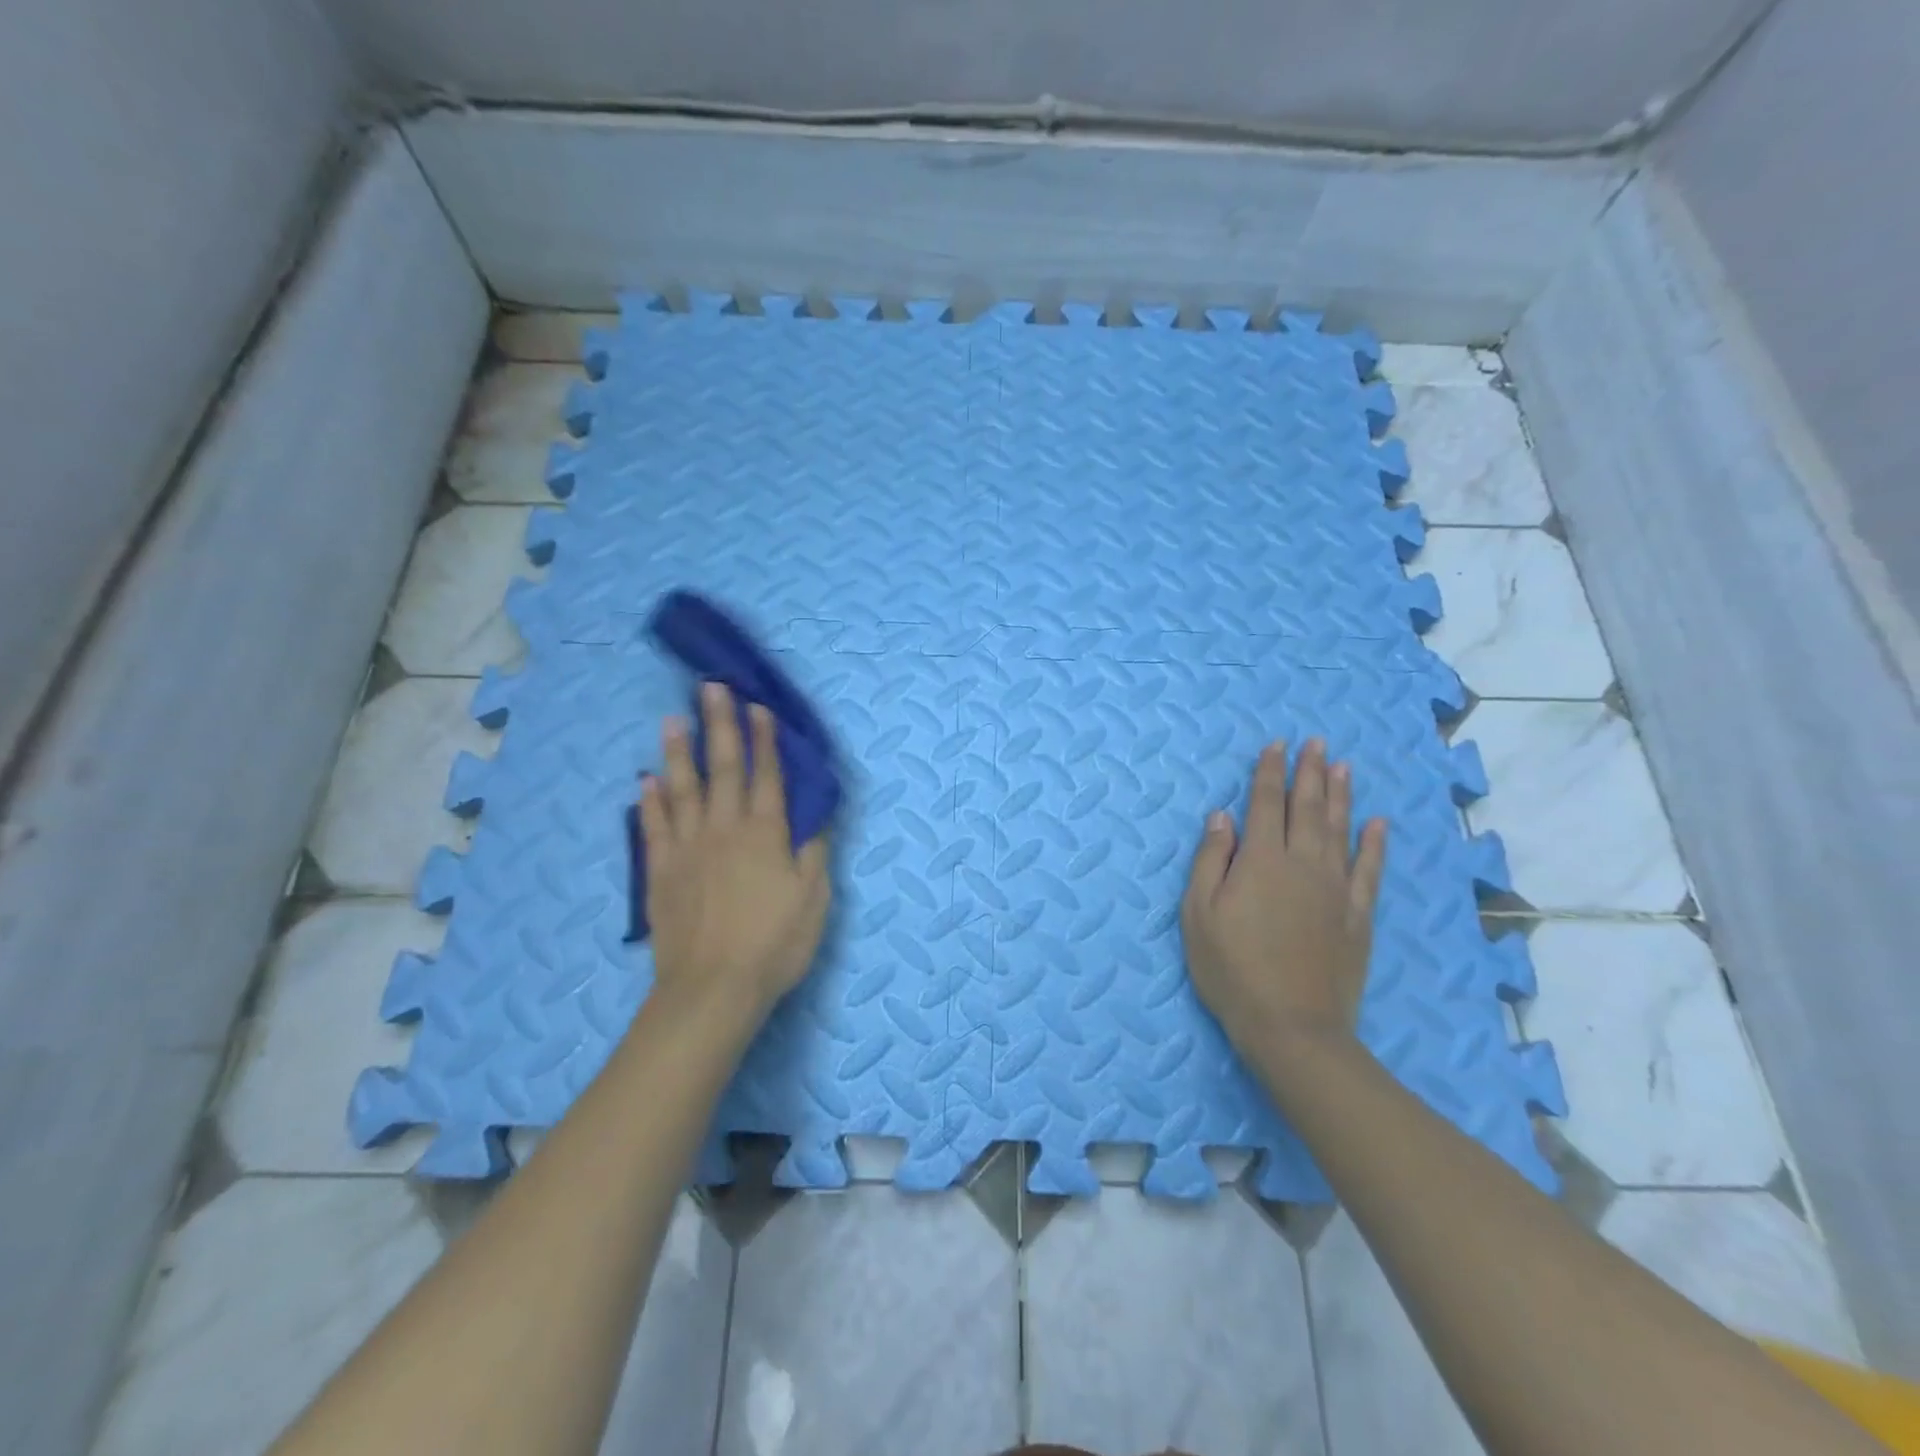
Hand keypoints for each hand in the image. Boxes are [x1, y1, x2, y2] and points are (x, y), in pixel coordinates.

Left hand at [637, 681, 831, 1016]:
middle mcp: (724, 829)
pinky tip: (645, 781)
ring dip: (677, 753)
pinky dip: (649, 802)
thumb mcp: (814, 899)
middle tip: (710, 689)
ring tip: (671, 720)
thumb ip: (814, 852)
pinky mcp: (660, 872)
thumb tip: (817, 815)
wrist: (712, 989)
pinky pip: (653, 827)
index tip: (757, 707)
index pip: (766, 775)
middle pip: (721, 768)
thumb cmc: (775, 944)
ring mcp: (687, 848)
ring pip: (681, 789)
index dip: (763, 740)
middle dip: (718, 725)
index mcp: (765, 833)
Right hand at [1182, 738, 1387, 1051]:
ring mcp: (1335, 889)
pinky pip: (1369, 870)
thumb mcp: (1199, 914)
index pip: (1265, 804)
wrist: (1292, 1025)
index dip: (1270, 773)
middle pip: (1307, 809)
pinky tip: (1378, 824)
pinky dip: (1374, 844)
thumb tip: (1222, 816)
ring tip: (1344, 767)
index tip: (1277, 746)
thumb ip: (1210, 860)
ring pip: (1340, 831)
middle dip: (1310, 772)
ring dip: (1341, 796)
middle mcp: (1302, 864)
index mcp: (1260, 861)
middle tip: (1316, 743)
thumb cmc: (1231, 968)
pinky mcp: (1358, 916)